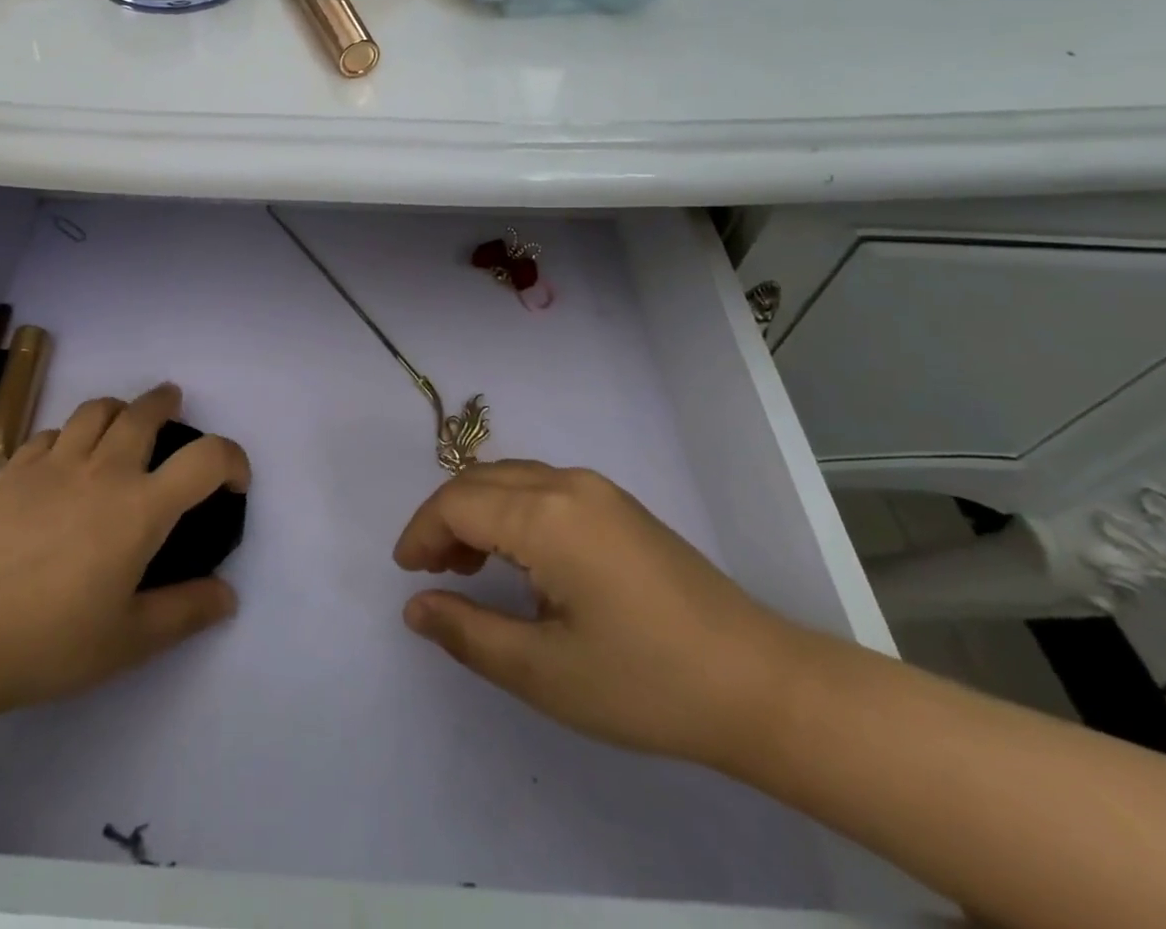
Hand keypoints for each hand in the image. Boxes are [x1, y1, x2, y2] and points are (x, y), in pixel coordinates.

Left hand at [0, 384, 248, 718]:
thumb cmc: (50, 640)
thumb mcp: (129, 641)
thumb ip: (185, 612)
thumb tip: (228, 595)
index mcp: (142, 507)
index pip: (206, 458)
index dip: (232, 459)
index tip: (233, 482)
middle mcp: (105, 470)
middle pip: (146, 411)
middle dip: (168, 404)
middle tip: (175, 412)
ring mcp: (57, 462)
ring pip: (98, 409)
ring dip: (121, 408)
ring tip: (124, 423)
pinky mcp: (17, 469)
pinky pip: (53, 431)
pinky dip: (71, 433)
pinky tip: (66, 455)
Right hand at [394, 460, 803, 765]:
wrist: (759, 684)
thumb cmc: (645, 683)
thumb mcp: (544, 673)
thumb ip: (468, 633)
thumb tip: (415, 607)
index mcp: (546, 516)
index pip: (457, 503)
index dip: (422, 532)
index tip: (406, 572)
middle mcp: (567, 484)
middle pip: (480, 481)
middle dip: (444, 519)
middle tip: (432, 573)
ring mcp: (597, 489)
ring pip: (510, 480)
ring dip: (476, 512)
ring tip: (466, 567)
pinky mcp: (617, 504)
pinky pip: (541, 488)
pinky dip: (510, 510)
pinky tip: (517, 558)